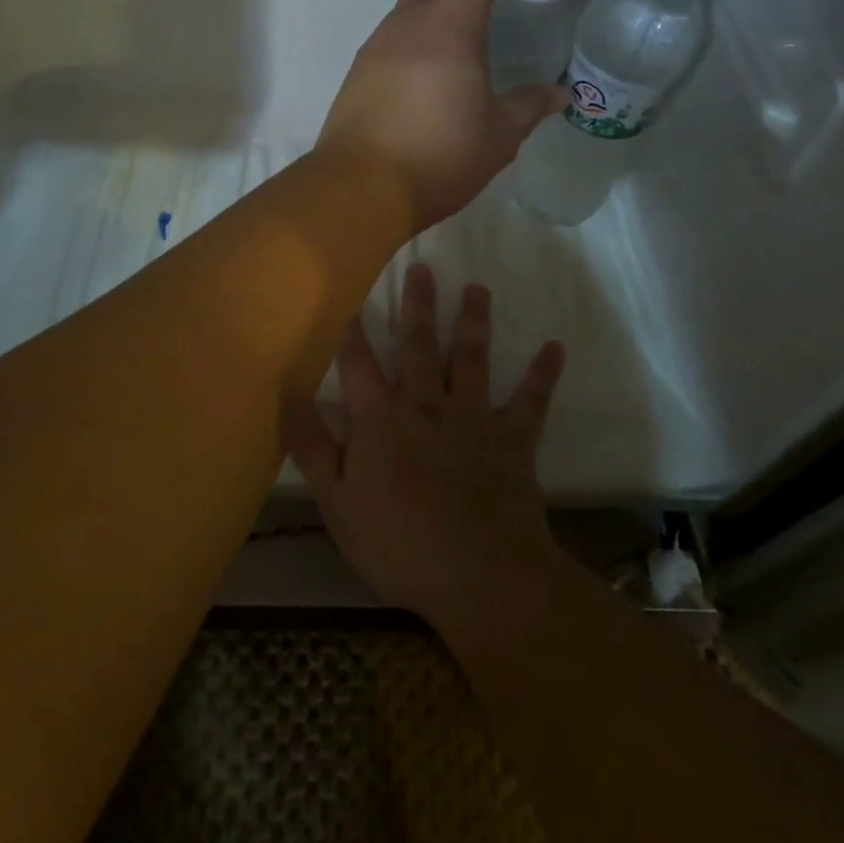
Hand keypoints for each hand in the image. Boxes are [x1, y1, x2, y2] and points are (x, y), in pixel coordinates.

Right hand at [285, 263, 567, 630]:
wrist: (480, 576)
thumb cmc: (399, 544)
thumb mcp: (337, 504)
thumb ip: (312, 448)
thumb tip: (288, 395)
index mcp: (381, 420)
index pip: (358, 364)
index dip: (350, 330)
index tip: (349, 295)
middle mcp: (426, 405)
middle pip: (418, 345)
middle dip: (418, 305)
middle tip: (422, 266)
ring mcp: (473, 419)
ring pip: (472, 358)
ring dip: (474, 321)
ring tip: (478, 288)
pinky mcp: (512, 440)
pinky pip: (530, 402)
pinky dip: (542, 375)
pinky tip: (555, 347)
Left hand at [318, 0, 564, 231]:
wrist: (360, 189)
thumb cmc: (440, 156)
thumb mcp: (498, 136)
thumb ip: (529, 106)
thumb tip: (560, 93)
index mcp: (449, 27)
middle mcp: (407, 25)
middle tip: (484, 20)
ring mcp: (374, 47)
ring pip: (405, 11)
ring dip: (431, 22)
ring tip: (453, 63)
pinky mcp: (354, 74)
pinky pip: (386, 44)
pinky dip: (407, 51)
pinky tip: (420, 89)